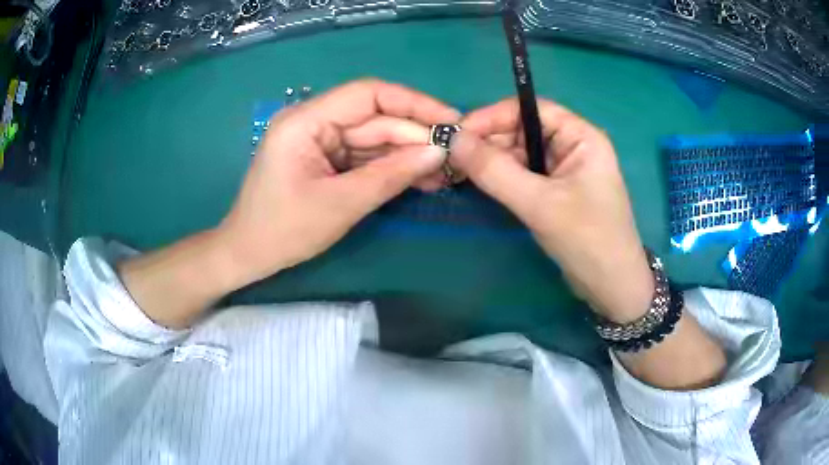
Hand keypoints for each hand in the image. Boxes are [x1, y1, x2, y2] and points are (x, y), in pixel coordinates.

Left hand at [219, 79, 458, 287]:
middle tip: (455, 155)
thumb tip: (438, 152)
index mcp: (305, 121)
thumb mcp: (340, 205)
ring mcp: (319, 140)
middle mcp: (313, 121)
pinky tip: (421, 178)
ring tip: (445, 171)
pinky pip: (364, 156)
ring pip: (374, 138)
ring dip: (407, 154)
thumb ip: (390, 175)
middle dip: (415, 136)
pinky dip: (391, 166)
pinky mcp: (325, 158)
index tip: (451, 120)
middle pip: (374, 118)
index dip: (413, 103)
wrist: (249, 254)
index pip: (368, 94)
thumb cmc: (283, 231)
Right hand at [450, 98, 652, 322]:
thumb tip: (453, 139)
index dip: (493, 116)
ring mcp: (564, 170)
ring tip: (459, 170)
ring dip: (492, 160)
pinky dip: (501, 177)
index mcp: (580, 136)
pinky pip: (523, 174)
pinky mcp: (556, 191)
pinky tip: (480, 182)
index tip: (457, 132)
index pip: (531, 109)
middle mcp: (572, 146)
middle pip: (523, 129)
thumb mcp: (540, 204)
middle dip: (489, 140)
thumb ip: (495, 171)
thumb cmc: (587, 240)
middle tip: (452, 156)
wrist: (611, 288)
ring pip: (520, 153)